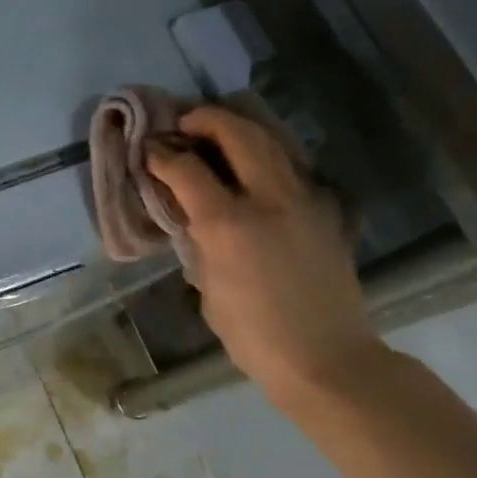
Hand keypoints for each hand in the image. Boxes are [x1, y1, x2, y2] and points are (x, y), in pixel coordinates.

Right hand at [146, 105, 384, 409]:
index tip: (148, 149)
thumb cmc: (254, 335)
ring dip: (240, 124)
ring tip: (216, 129)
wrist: (327, 358)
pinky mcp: (327, 208)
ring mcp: (305, 198)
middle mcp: (270, 198)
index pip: (186, 168)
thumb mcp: (208, 286)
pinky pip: (293, 162)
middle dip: (204, 119)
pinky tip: (253, 163)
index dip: (161, 153)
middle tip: (184, 124)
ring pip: (272, 137)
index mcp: (230, 224)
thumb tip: (190, 211)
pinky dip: (268, 150)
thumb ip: (199, 239)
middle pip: (236, 132)